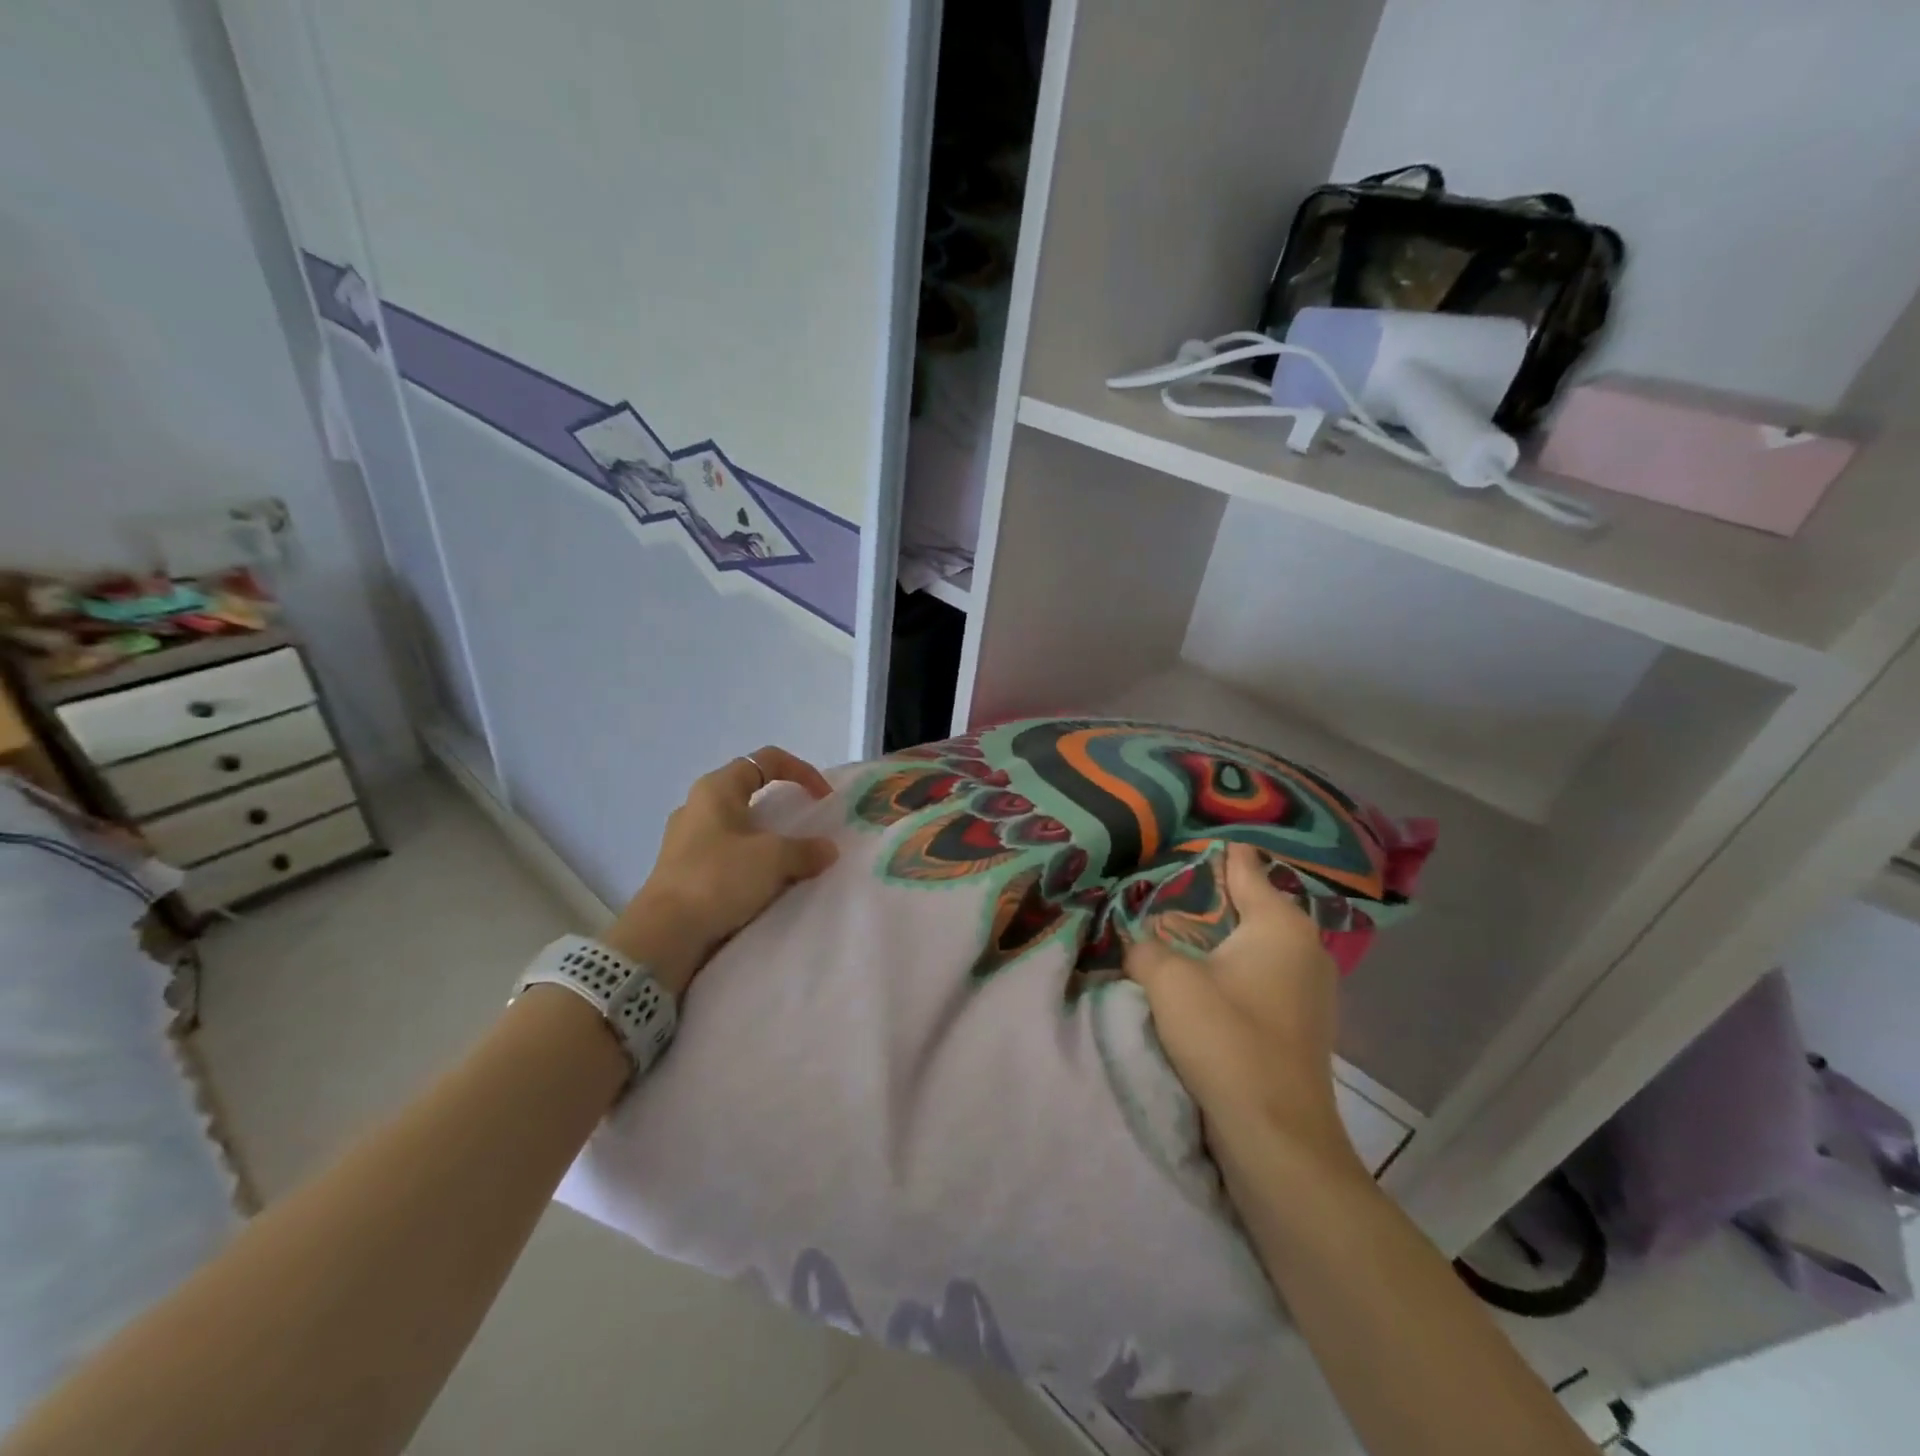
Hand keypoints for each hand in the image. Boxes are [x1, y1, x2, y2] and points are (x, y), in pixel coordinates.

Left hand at [600, 747, 838, 995]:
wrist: (664, 935)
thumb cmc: (718, 879)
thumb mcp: (772, 859)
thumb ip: (806, 849)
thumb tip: (827, 849)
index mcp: (717, 788)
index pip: (766, 760)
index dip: (802, 771)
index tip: (823, 798)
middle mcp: (698, 806)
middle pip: (751, 791)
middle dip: (784, 806)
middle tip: (808, 827)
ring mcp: (687, 839)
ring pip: (739, 826)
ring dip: (768, 838)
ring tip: (792, 859)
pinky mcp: (684, 870)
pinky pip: (728, 855)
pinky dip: (752, 862)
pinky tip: (766, 884)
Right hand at [1123, 843, 1361, 1175]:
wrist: (1277, 1137)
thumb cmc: (1227, 1040)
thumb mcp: (1168, 981)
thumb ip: (1145, 947)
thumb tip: (1139, 943)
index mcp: (1280, 922)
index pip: (1244, 865)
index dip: (1210, 852)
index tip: (1175, 844)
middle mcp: (1304, 945)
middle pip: (1249, 903)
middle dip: (1205, 898)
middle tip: (1159, 892)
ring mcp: (1309, 987)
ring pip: (1254, 942)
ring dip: (1216, 938)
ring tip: (1171, 934)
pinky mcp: (1301, 1021)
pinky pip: (1260, 974)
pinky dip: (1231, 969)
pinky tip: (1200, 979)